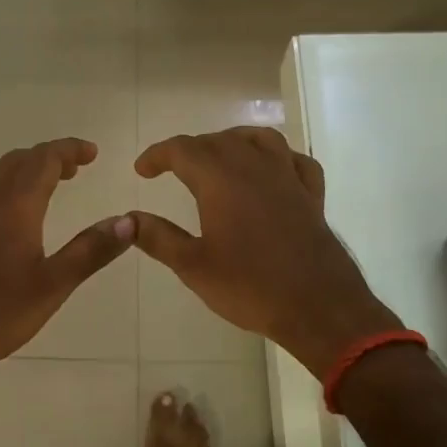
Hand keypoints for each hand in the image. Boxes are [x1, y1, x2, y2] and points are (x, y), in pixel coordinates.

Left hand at [0, 138, 133, 375]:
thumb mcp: (53, 285)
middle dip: (47, 158)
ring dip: (18, 170)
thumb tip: (128, 221)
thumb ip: (91, 251)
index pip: (45, 159)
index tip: (92, 152)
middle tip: (72, 170)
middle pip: (17, 161)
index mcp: (15, 205)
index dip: (69, 149)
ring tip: (38, 186)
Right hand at [130, 128, 401, 376]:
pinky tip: (271, 172)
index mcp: (220, 180)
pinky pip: (294, 160)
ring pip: (258, 139)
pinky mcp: (312, 195)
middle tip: (171, 170)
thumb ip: (158, 237)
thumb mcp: (193, 266)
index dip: (157, 155)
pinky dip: (277, 158)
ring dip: (232, 142)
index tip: (142, 170)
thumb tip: (128, 217)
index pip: (182, 149)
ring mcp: (287, 177)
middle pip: (217, 141)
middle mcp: (254, 167)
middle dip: (190, 150)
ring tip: (218, 158)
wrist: (319, 307)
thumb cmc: (250, 287)